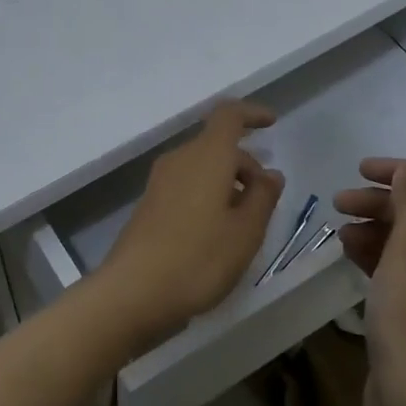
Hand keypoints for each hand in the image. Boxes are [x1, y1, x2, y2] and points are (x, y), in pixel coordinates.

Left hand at [96, 100, 284, 342]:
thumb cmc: (199, 258)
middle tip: (266, 202)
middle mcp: (180, 160)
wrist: (134, 291)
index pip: (229, 115)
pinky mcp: (149, 205)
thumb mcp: (246, 232)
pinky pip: (186, 186)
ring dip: (227, 183)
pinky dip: (208, 196)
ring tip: (244, 223)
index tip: (272, 124)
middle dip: (246, 164)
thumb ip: (263, 197)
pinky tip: (216, 233)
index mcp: (207, 156)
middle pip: (217, 146)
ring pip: (202, 168)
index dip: (252, 114)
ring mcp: (159, 183)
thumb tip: (270, 174)